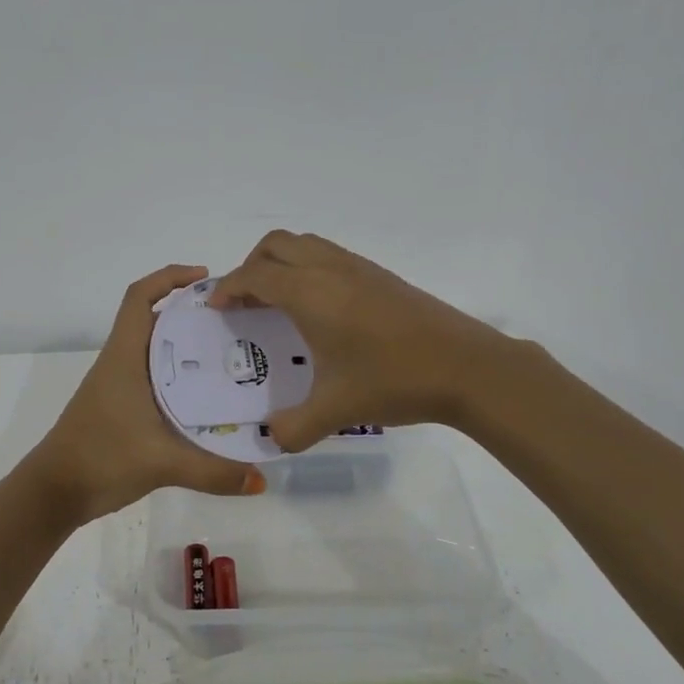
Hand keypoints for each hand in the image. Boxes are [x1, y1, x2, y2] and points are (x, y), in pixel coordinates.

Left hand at [29, 265, 266, 524]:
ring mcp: (117, 384)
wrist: (53, 492)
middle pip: (153, 318)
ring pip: (153, 348)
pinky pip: (153, 375)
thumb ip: (214, 472)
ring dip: (184, 342)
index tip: (205, 277)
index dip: (169, 277)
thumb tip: (262, 481)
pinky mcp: (119, 406)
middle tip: (234, 318)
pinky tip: (205, 393)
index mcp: (124, 357)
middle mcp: (120, 362)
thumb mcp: (162, 464)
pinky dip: (177, 372)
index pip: (139, 297)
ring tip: (229, 350)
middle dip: (190, 311)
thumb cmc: (101, 459)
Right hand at [209, 231, 512, 451]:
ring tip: (278, 302)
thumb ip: (294, 427)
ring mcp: (359, 267)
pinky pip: (330, 255)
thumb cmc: (393, 380)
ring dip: (281, 262)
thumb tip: (271, 439)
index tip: (216, 308)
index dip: (228, 287)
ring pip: (306, 244)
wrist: (467, 366)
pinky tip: (321, 310)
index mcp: (310, 293)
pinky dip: (309, 268)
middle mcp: (329, 269)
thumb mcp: (336, 410)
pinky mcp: (381, 275)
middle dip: (251, 265)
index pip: (254, 274)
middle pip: (276, 244)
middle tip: (246, 302)